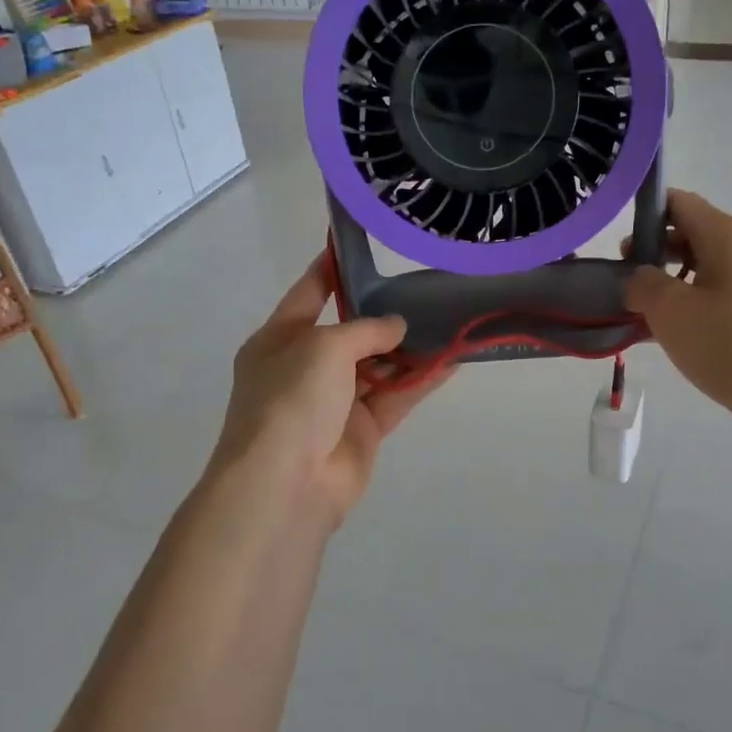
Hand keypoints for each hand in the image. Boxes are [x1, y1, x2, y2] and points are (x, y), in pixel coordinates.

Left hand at [207, 253, 453, 532]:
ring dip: (409, 348)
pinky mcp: (363, 430)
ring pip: (378, 365)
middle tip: (425, 286)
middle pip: (350, 332)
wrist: (285, 484)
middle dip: (384, 313)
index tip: (362, 246)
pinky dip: (421, 380)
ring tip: (448, 319)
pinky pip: (396, 396)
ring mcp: (335, 401)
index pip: (309, 292)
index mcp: (279, 340)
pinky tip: (453, 360)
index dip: (332, 268)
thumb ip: (365, 329)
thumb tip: (397, 327)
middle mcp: (305, 367)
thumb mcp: (323, 347)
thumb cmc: (291, 400)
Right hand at [625, 190, 731, 453]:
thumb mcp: (671, 309)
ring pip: (696, 271)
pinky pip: (709, 299)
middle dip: (649, 254)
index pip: (678, 203)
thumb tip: (637, 279)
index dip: (643, 215)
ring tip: (633, 312)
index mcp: (725, 234)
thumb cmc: (731, 341)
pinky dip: (683, 309)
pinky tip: (658, 336)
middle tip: (620, 282)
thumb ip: (642, 284)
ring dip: (663, 286)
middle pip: (686, 235)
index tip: (616, 246)